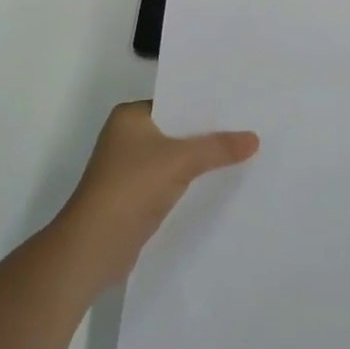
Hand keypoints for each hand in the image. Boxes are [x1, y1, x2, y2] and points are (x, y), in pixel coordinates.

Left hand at [54, 102, 258, 289]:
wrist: (94, 247)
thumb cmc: (131, 188)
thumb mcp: (180, 161)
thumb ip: (218, 147)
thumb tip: (255, 138)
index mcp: (130, 117)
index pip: (174, 101)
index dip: (205, 104)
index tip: (239, 104)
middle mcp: (127, 137)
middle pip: (177, 130)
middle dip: (208, 133)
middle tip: (249, 127)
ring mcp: (130, 168)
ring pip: (175, 157)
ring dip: (201, 159)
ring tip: (243, 154)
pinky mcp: (136, 197)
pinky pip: (171, 180)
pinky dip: (191, 182)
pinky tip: (220, 183)